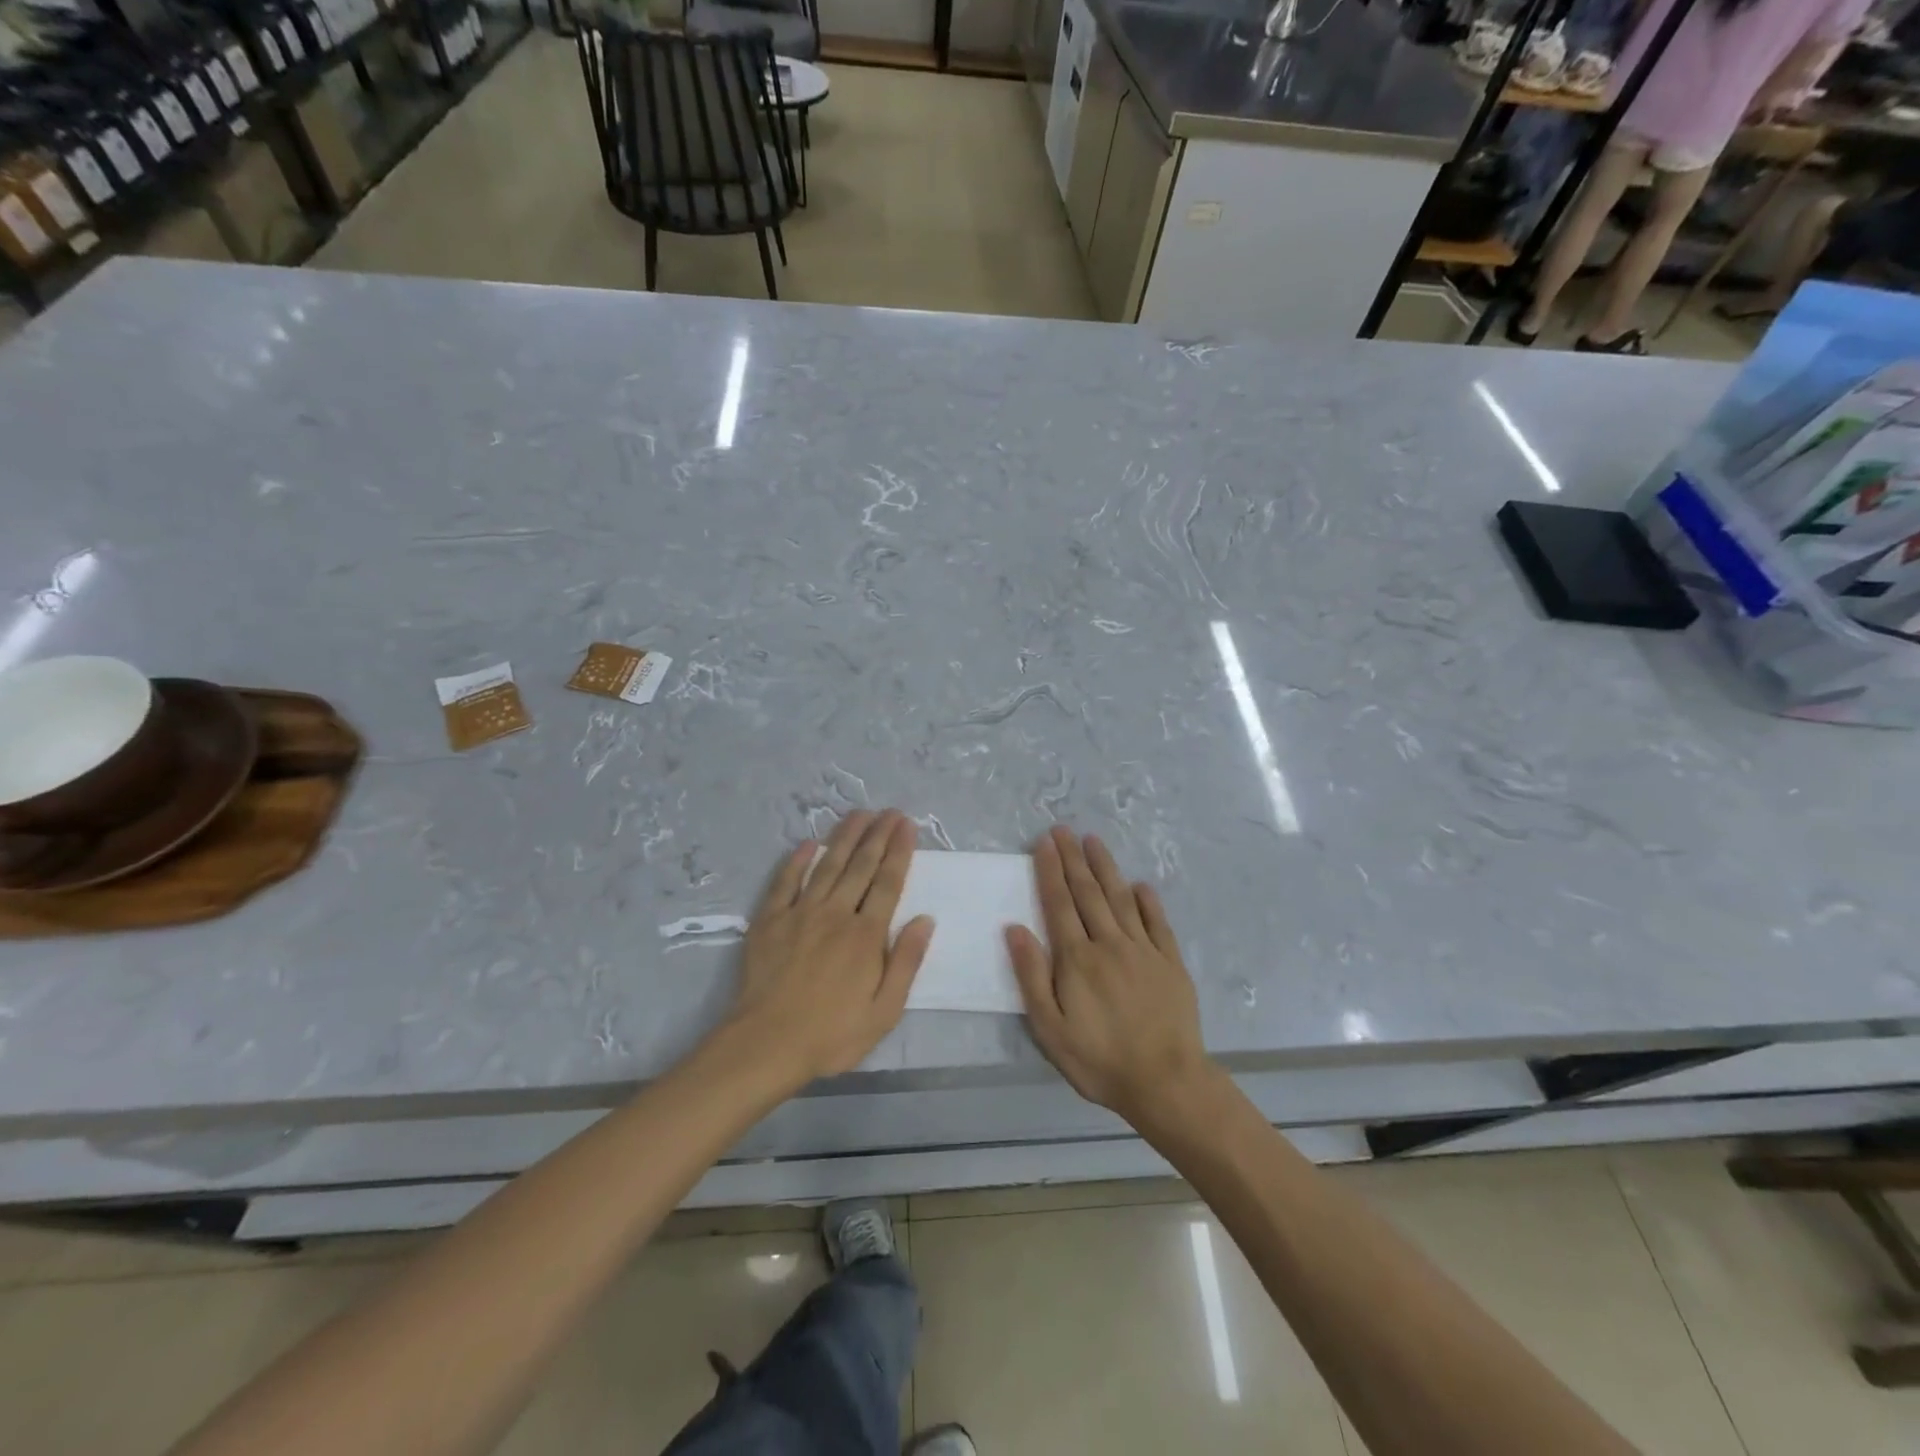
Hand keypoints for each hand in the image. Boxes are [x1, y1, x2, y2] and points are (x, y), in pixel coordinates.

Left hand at [724, 810, 933, 1085]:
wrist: (766, 1044)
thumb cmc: (832, 1033)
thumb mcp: (885, 1010)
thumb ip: (906, 961)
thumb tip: (925, 920)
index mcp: (866, 935)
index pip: (888, 883)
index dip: (899, 851)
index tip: (907, 825)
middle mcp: (836, 914)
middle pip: (860, 866)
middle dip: (878, 835)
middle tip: (889, 811)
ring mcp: (800, 913)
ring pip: (827, 866)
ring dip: (844, 837)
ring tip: (859, 814)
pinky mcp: (770, 921)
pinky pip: (785, 882)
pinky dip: (796, 861)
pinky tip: (807, 844)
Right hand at [1006, 827, 1212, 1127]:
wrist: (1166, 1082)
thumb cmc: (1099, 1059)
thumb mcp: (1050, 1028)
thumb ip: (1031, 975)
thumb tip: (1015, 928)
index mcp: (1077, 958)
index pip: (1059, 903)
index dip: (1050, 870)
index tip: (1044, 842)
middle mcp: (1109, 943)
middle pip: (1088, 892)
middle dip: (1073, 858)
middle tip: (1064, 829)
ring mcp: (1143, 950)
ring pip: (1121, 898)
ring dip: (1106, 868)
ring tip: (1094, 841)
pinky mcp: (1170, 962)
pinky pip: (1157, 922)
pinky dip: (1148, 901)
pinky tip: (1140, 884)